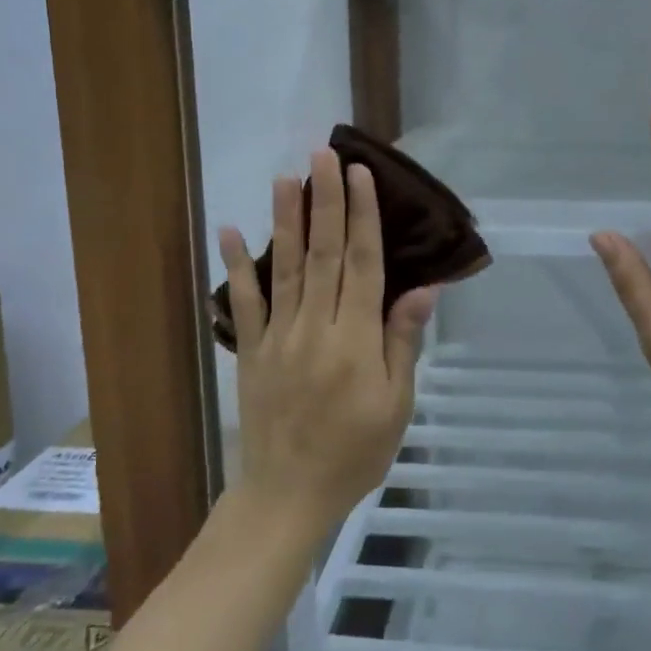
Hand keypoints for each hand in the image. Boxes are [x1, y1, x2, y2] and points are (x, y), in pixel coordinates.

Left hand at [217, 148, 437, 533]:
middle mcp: (316, 327)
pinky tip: (228, 230)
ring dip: (284, 219)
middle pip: (323, 253)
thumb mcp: (396, 404)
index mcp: (356, 339)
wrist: (289, 495)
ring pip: (283, 267)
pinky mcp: (251, 350)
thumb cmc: (355, 452)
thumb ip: (403, 342)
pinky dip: (235, 266)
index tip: (359, 175)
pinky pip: (242, 303)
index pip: (362, 264)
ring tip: (285, 177)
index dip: (362, 216)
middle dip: (325, 201)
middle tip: (323, 155)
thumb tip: (422, 288)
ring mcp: (278, 336)